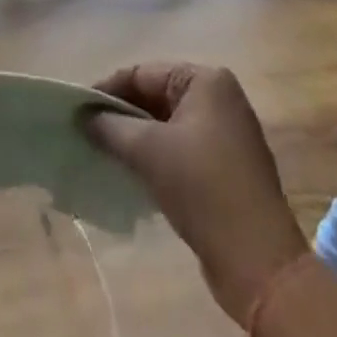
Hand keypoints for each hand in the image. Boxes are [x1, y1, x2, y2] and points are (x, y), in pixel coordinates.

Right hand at [84, 63, 308, 325]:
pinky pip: (181, 149)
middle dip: (122, 115)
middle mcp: (219, 98)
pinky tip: (133, 174)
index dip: (107, 89)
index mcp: (206, 80)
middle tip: (87, 132)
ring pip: (167, 125)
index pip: (143, 73)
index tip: (78, 110)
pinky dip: (156, 157)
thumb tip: (84, 117)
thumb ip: (111, 127)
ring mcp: (227, 133)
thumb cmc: (202, 188)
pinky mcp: (228, 167)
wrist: (259, 263)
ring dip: (137, 138)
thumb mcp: (149, 151)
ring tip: (104, 153)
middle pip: (156, 97)